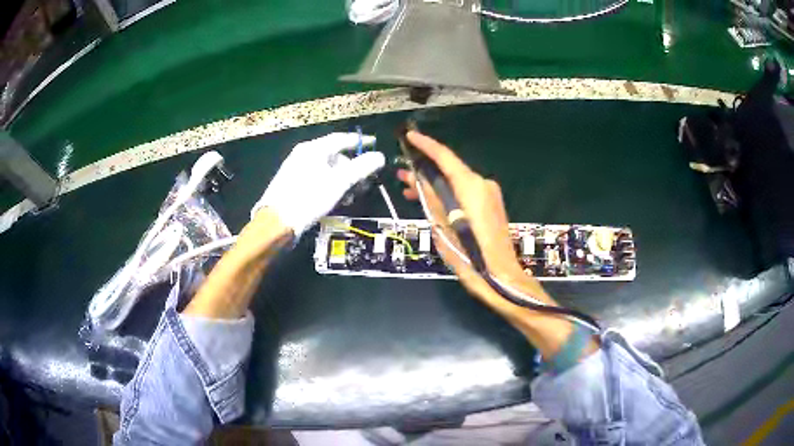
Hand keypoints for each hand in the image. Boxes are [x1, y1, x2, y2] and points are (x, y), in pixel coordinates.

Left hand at [253, 132, 384, 238]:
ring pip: (326, 169)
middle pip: (334, 155)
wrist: (277, 222)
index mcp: (313, 149)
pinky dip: (329, 185)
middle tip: (363, 182)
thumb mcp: (339, 182)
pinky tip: (335, 199)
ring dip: (342, 180)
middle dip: (352, 168)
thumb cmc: (309, 198)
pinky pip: (317, 178)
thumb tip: (380, 156)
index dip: (359, 141)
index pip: (341, 138)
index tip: (374, 144)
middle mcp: (303, 154)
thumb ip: (361, 167)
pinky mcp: (292, 183)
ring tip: (349, 196)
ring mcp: (296, 168)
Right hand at [396, 131, 555, 312]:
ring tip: (411, 191)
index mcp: (471, 186)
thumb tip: (418, 179)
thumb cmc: (469, 256)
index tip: (409, 136)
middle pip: (451, 170)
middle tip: (402, 174)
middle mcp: (483, 184)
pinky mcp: (492, 206)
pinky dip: (448, 194)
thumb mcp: (441, 227)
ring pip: (457, 182)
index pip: (445, 157)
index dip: (426, 145)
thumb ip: (430, 198)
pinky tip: (432, 202)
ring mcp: (490, 195)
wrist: (501, 277)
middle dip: (426, 170)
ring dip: (435, 184)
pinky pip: (465, 192)